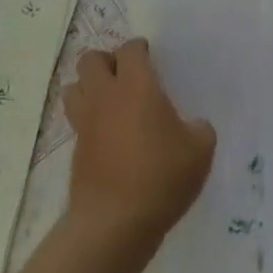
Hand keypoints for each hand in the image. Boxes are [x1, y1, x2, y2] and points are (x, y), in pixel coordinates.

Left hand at [64, 39, 215, 245]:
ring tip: (110, 103)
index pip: (130, 49)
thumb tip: (193, 126)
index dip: (140, 50)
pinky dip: (88, 120)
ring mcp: (85, 123)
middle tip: (126, 78)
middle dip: (107, 62)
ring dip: (89, 88)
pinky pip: (76, 121)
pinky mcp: (75, 150)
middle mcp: (105, 95)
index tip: (151, 60)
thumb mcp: (199, 150)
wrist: (114, 224)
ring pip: (73, 87)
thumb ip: (199, 129)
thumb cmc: (160, 176)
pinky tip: (108, 137)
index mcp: (136, 85)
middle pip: (91, 59)